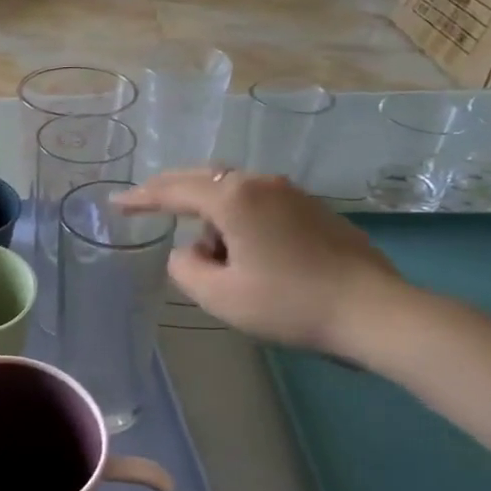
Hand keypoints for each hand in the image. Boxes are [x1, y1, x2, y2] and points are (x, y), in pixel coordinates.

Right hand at [115, 169, 404, 354]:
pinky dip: (240, 218)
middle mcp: (260, 183)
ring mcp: (291, 192)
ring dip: (212, 215)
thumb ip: (186, 268)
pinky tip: (250, 253)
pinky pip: (260, 202)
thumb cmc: (290, 303)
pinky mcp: (314, 208)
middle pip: (202, 179)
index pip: (173, 191)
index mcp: (233, 199)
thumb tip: (187, 252)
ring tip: (217, 259)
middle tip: (148, 206)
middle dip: (173, 194)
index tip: (116, 203)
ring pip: (234, 191)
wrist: (374, 311)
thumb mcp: (221, 296)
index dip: (140, 198)